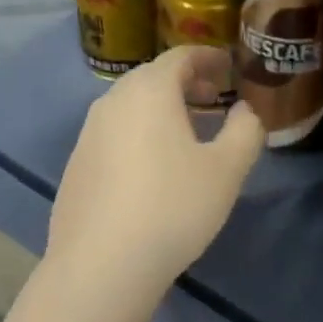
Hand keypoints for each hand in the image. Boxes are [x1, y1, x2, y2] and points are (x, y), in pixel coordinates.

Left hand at [47, 46, 263, 291]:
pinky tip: (153, 170)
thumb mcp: (226, 170)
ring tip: (187, 134)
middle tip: (214, 98)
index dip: (209, 58)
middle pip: (152, 78)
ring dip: (161, 110)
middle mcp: (112, 102)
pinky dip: (139, 135)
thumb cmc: (173, 208)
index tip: (231, 68)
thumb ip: (245, 131)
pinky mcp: (76, 167)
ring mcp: (88, 135)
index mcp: (149, 91)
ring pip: (130, 107)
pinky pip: (114, 135)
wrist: (101, 265)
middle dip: (186, 83)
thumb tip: (246, 111)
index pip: (180, 56)